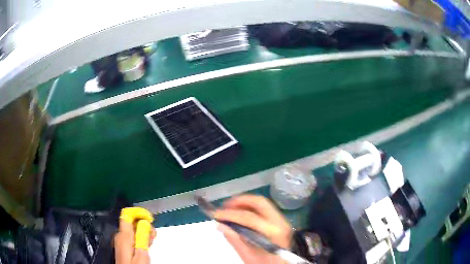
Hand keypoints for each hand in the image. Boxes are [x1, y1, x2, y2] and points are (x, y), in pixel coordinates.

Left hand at [115, 219, 155, 263]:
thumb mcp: (142, 254)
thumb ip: (142, 238)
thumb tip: (144, 223)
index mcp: (124, 235)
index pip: (127, 215)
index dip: (138, 213)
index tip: (149, 218)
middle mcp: (120, 235)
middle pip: (131, 222)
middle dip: (143, 225)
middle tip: (153, 235)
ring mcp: (121, 240)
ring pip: (132, 229)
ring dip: (143, 232)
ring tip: (151, 240)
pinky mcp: (123, 245)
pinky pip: (131, 236)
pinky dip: (140, 237)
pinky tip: (145, 244)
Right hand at [214, 195, 292, 263]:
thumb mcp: (248, 256)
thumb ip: (235, 240)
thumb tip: (220, 225)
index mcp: (273, 232)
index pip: (249, 217)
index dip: (230, 214)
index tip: (216, 214)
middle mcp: (280, 222)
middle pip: (259, 202)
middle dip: (239, 202)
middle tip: (224, 208)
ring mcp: (282, 220)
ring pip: (262, 203)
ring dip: (245, 203)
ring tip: (230, 210)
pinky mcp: (280, 221)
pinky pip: (264, 208)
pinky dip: (251, 208)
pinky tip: (241, 214)